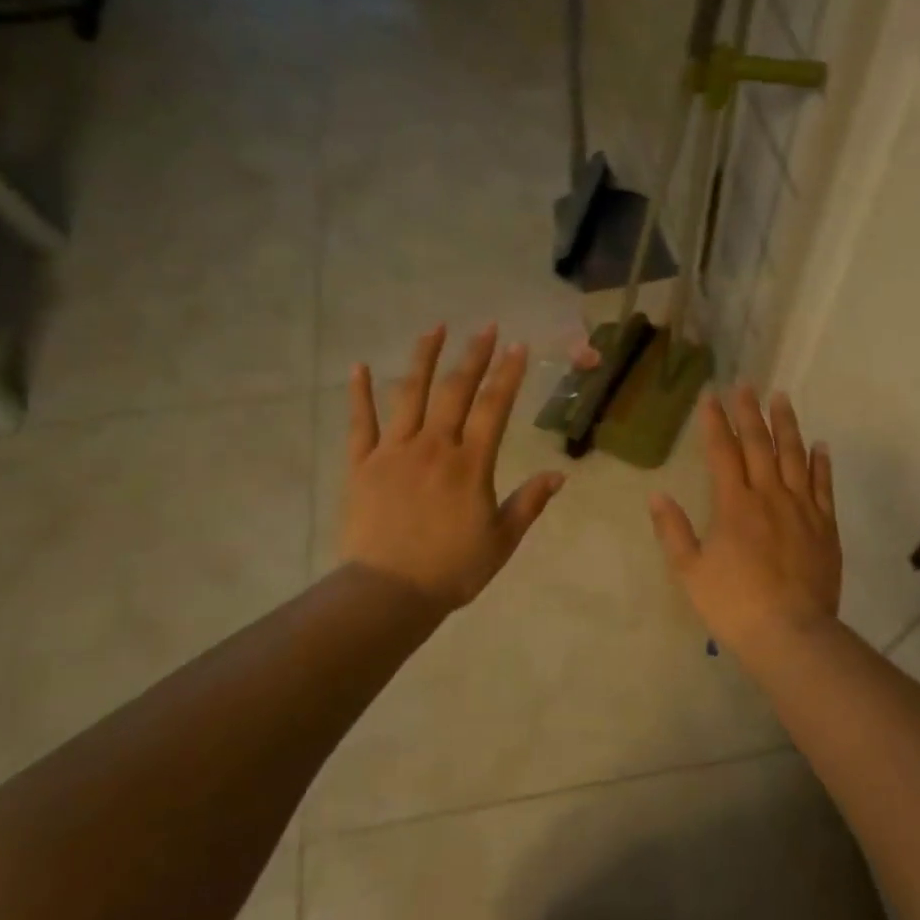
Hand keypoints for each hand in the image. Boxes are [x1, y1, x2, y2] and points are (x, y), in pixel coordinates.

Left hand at [339, 324, 565, 611]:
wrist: (389, 592)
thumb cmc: (452, 569)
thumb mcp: (502, 541)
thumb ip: (529, 503)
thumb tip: (559, 474)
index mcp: (470, 464)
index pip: (494, 407)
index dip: (507, 374)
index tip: (516, 346)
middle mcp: (434, 446)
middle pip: (455, 390)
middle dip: (473, 355)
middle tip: (485, 327)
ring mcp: (394, 451)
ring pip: (409, 394)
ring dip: (423, 358)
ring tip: (434, 328)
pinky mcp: (362, 464)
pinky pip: (360, 422)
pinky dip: (359, 393)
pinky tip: (359, 366)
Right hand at [649, 386, 840, 656]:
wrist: (791, 634)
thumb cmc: (734, 604)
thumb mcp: (691, 571)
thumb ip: (674, 531)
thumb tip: (658, 495)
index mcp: (734, 505)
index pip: (722, 452)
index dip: (715, 422)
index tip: (711, 396)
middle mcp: (769, 496)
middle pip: (759, 444)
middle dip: (750, 412)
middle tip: (747, 384)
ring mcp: (802, 509)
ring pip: (795, 456)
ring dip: (787, 425)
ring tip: (782, 398)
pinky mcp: (826, 526)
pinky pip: (824, 486)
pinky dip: (821, 463)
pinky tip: (820, 445)